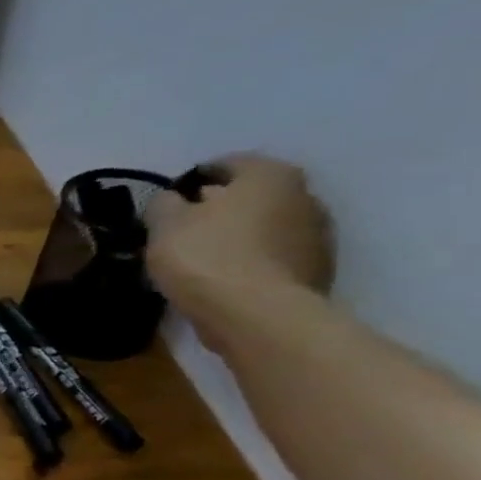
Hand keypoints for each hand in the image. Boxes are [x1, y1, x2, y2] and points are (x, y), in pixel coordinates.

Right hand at [145, 154, 333, 335]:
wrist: (257, 315)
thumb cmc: (206, 257)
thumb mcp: (164, 224)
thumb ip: (163, 204)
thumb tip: (171, 201)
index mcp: (269, 175)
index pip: (226, 164)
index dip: (191, 181)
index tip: (168, 204)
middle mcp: (304, 195)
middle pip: (250, 196)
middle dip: (218, 209)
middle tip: (182, 231)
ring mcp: (317, 235)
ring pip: (263, 227)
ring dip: (236, 237)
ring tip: (200, 260)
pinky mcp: (316, 271)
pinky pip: (272, 257)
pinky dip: (249, 262)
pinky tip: (223, 280)